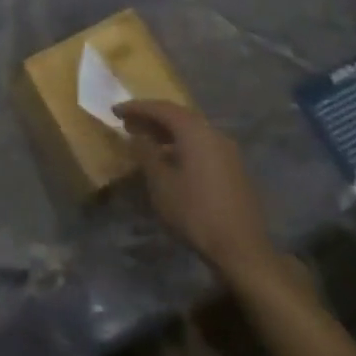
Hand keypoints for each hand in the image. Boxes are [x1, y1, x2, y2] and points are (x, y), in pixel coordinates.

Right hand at [116, 100, 281, 282]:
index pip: (162, 108)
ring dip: (166, 131)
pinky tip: (169, 158)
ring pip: (192, 130)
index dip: (136, 107)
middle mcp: (213, 133)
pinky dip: (181, 143)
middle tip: (128, 123)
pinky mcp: (233, 167)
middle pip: (179, 116)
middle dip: (151, 117)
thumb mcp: (160, 183)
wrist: (240, 247)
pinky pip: (202, 144)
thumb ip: (147, 153)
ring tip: (144, 139)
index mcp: (195, 132)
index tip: (115, 110)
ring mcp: (227, 150)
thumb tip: (139, 135)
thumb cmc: (194, 212)